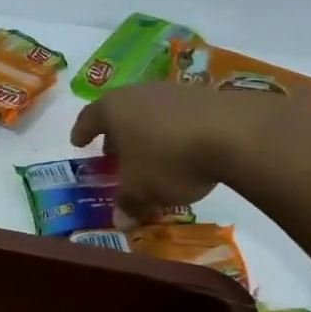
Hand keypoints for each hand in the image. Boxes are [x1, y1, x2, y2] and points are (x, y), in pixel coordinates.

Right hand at [70, 80, 310, 218]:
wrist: (233, 133)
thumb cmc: (169, 159)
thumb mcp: (142, 190)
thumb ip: (127, 204)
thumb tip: (120, 221)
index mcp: (114, 109)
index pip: (89, 117)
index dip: (82, 132)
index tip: (78, 143)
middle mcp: (139, 92)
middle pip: (120, 111)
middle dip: (115, 133)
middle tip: (112, 153)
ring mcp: (173, 90)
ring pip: (149, 111)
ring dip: (145, 132)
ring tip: (148, 154)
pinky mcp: (203, 96)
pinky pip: (177, 115)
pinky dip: (172, 131)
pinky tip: (181, 150)